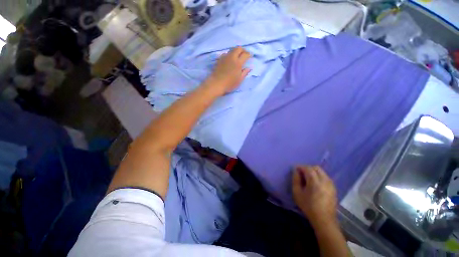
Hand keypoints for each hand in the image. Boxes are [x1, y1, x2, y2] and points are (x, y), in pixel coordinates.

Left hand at [207, 46, 250, 93]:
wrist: (216, 84)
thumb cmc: (229, 84)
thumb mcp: (239, 80)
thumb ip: (244, 73)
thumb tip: (249, 68)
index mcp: (238, 63)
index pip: (245, 54)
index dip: (249, 54)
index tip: (251, 56)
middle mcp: (231, 57)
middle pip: (238, 48)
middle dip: (243, 50)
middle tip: (244, 54)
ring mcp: (224, 58)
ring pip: (231, 50)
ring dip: (235, 51)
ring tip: (237, 57)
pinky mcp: (219, 60)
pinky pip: (225, 54)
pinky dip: (229, 55)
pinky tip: (229, 60)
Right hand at [292, 165, 337, 226]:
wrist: (324, 219)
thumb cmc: (308, 206)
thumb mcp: (297, 193)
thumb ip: (295, 180)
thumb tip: (295, 171)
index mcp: (315, 182)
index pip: (307, 168)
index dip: (300, 167)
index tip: (295, 169)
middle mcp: (325, 180)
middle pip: (316, 168)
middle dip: (307, 168)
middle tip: (301, 173)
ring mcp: (331, 184)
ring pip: (321, 171)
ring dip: (313, 171)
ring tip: (308, 178)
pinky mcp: (334, 188)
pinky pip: (325, 176)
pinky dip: (319, 176)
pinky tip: (315, 183)